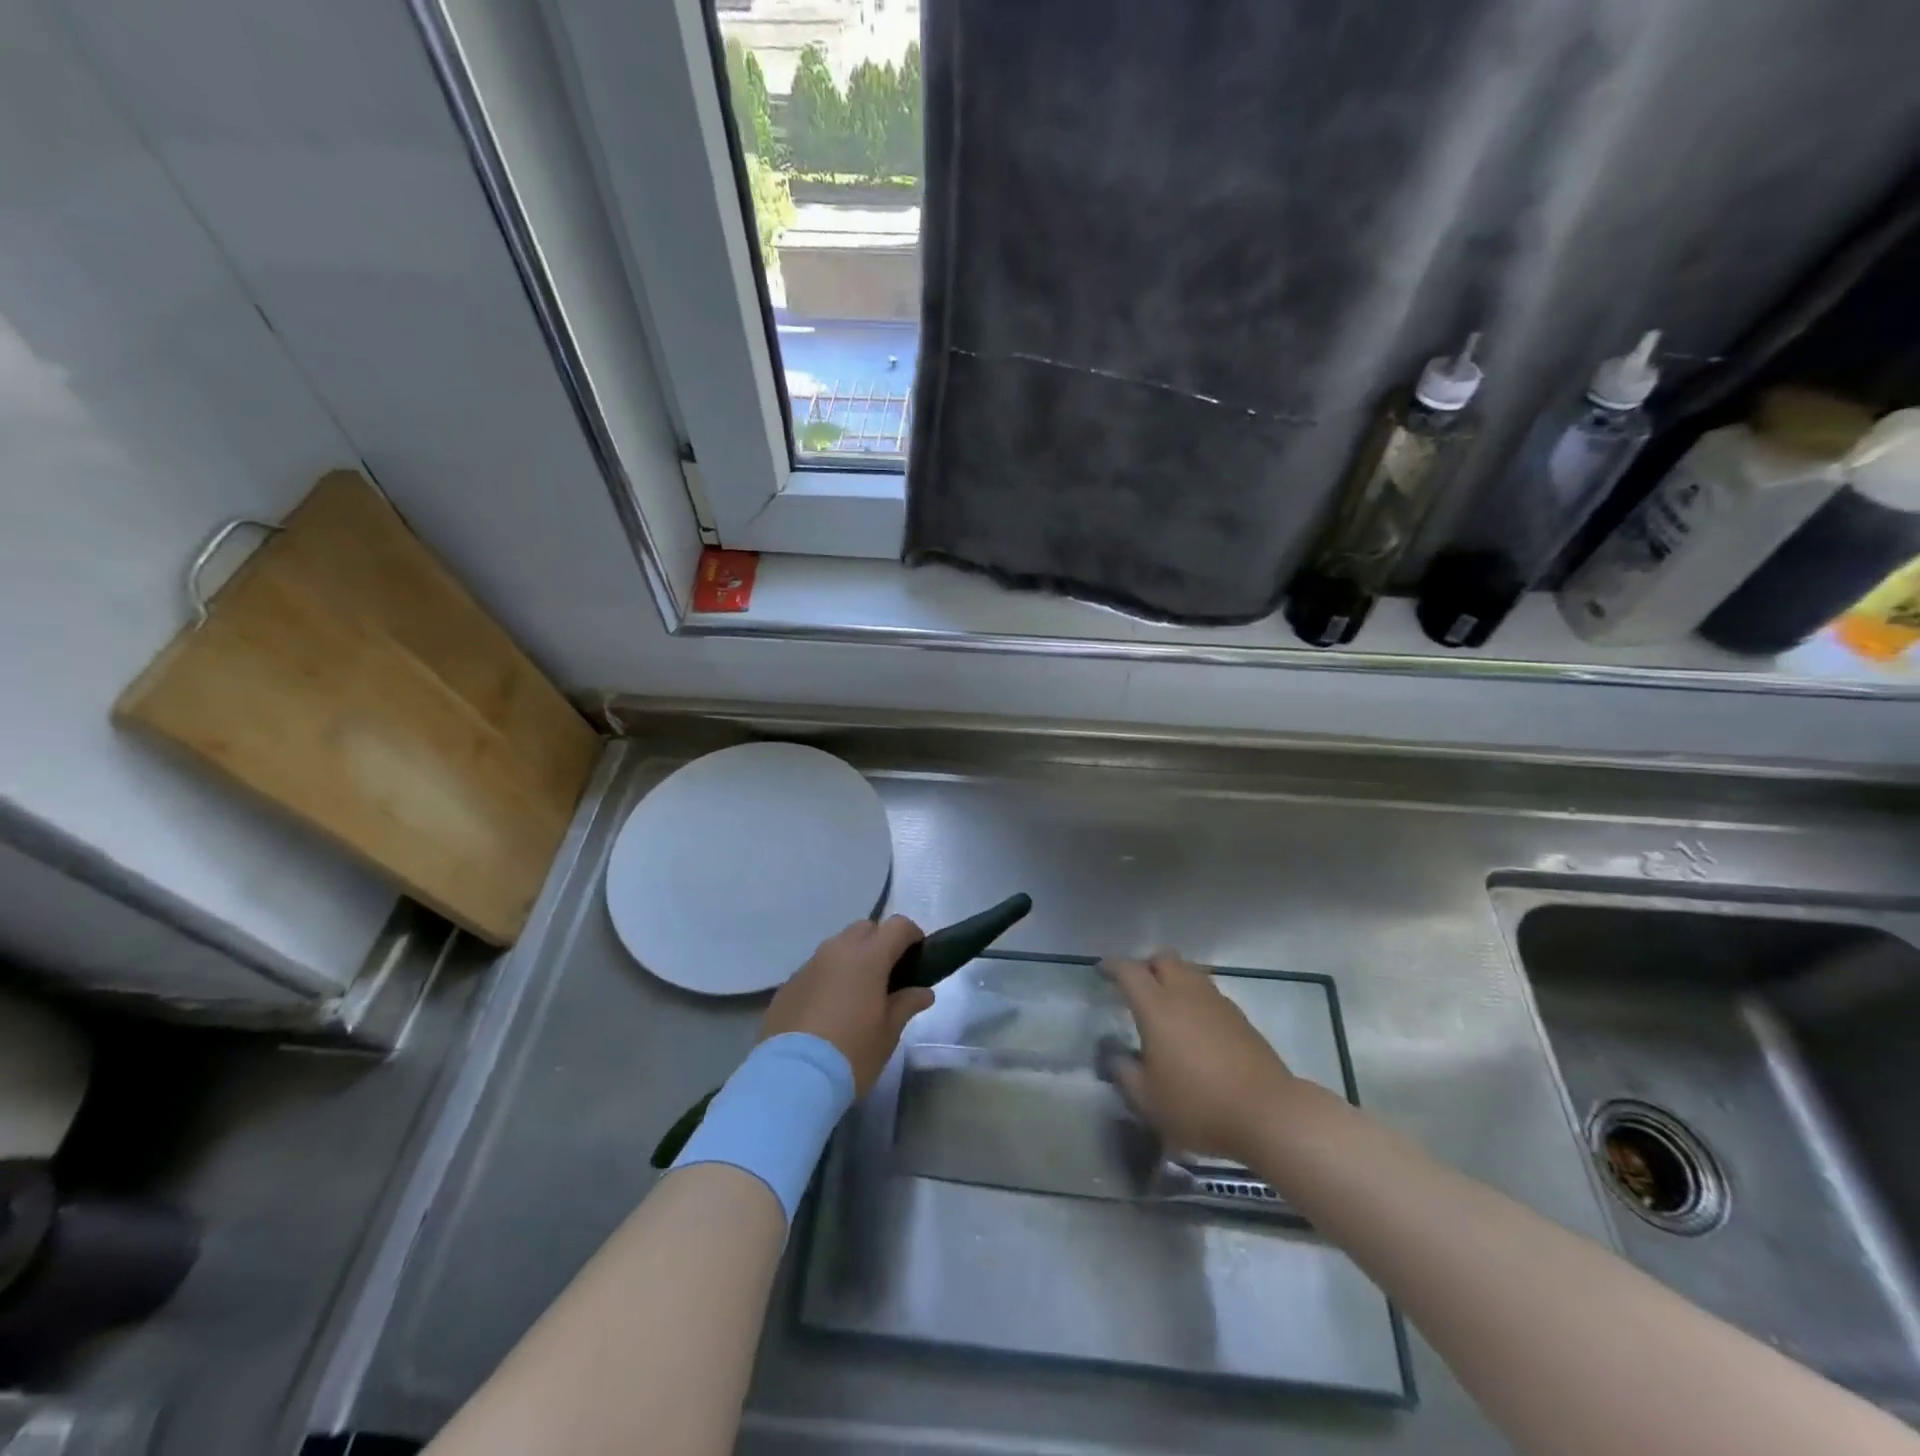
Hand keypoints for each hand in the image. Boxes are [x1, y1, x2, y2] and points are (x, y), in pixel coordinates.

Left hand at [760, 917, 933, 1093]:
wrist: (792, 1078)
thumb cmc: (852, 1053)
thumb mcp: (888, 1033)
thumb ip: (906, 1004)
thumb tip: (923, 992)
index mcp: (868, 957)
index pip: (898, 926)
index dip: (912, 935)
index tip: (918, 955)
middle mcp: (837, 950)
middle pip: (865, 928)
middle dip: (880, 942)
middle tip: (888, 975)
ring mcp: (809, 965)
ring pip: (838, 946)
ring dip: (852, 958)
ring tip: (857, 993)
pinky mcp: (788, 984)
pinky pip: (816, 968)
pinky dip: (829, 977)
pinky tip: (828, 1008)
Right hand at [1102, 951, 1297, 1163]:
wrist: (1267, 1113)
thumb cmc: (1198, 1105)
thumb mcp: (1148, 1100)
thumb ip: (1124, 1073)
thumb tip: (1116, 1056)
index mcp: (1157, 1007)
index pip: (1129, 971)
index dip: (1112, 966)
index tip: (1102, 970)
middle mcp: (1185, 993)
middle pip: (1163, 958)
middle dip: (1146, 965)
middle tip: (1136, 987)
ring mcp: (1216, 1001)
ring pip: (1189, 971)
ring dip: (1173, 978)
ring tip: (1165, 1005)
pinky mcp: (1239, 1016)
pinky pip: (1208, 992)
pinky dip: (1194, 997)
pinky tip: (1194, 1025)